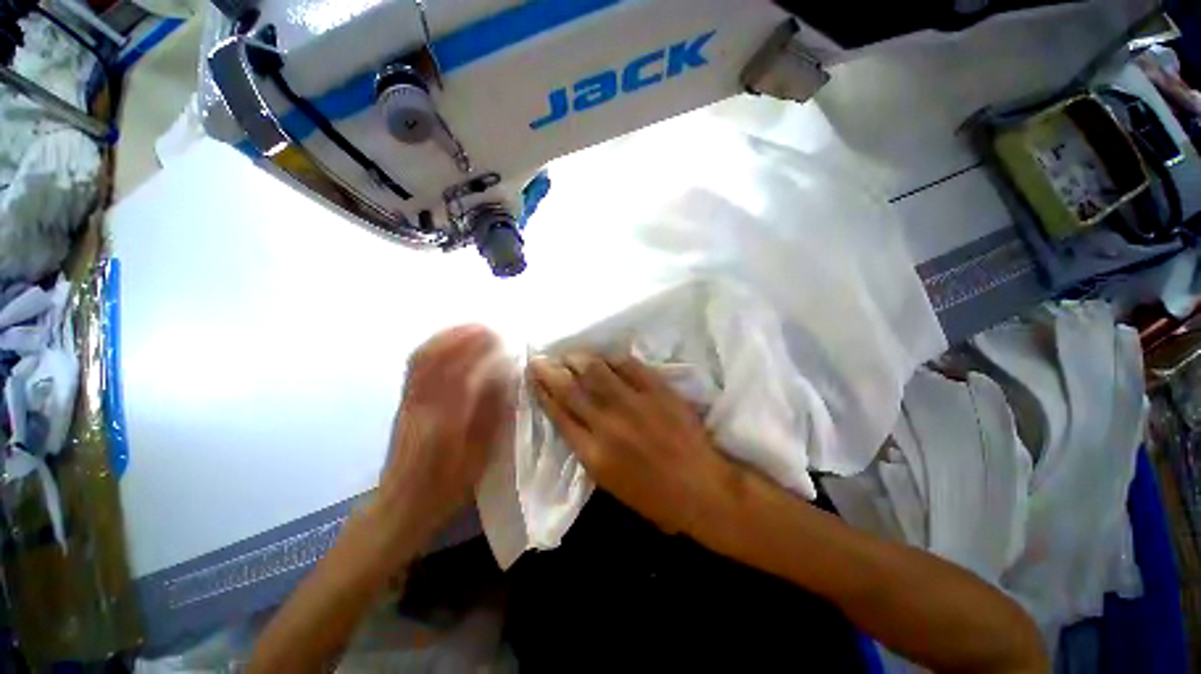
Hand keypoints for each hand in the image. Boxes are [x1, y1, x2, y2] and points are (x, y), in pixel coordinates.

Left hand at [379, 325, 514, 541]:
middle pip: (435, 357)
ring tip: (471, 330)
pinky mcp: (404, 403)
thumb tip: (504, 379)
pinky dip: (434, 348)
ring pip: (422, 358)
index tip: (499, 339)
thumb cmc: (446, 487)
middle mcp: (421, 404)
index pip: (460, 372)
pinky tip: (450, 346)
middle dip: (462, 336)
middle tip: (488, 329)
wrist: (400, 507)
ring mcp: (408, 401)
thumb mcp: (478, 456)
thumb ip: (491, 415)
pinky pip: (415, 367)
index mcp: (443, 419)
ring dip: (447, 338)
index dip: (479, 350)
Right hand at [528, 352, 733, 535]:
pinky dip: (613, 359)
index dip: (543, 393)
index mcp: (593, 454)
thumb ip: (588, 449)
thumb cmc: (654, 496)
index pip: (558, 414)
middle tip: (540, 359)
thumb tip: (575, 419)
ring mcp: (633, 404)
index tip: (534, 378)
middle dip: (550, 371)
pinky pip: (629, 366)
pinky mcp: (657, 391)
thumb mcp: (609, 483)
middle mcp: (607, 424)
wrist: (701, 488)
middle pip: (570, 389)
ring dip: (578, 359)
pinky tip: (606, 357)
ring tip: (570, 354)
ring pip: (596, 371)